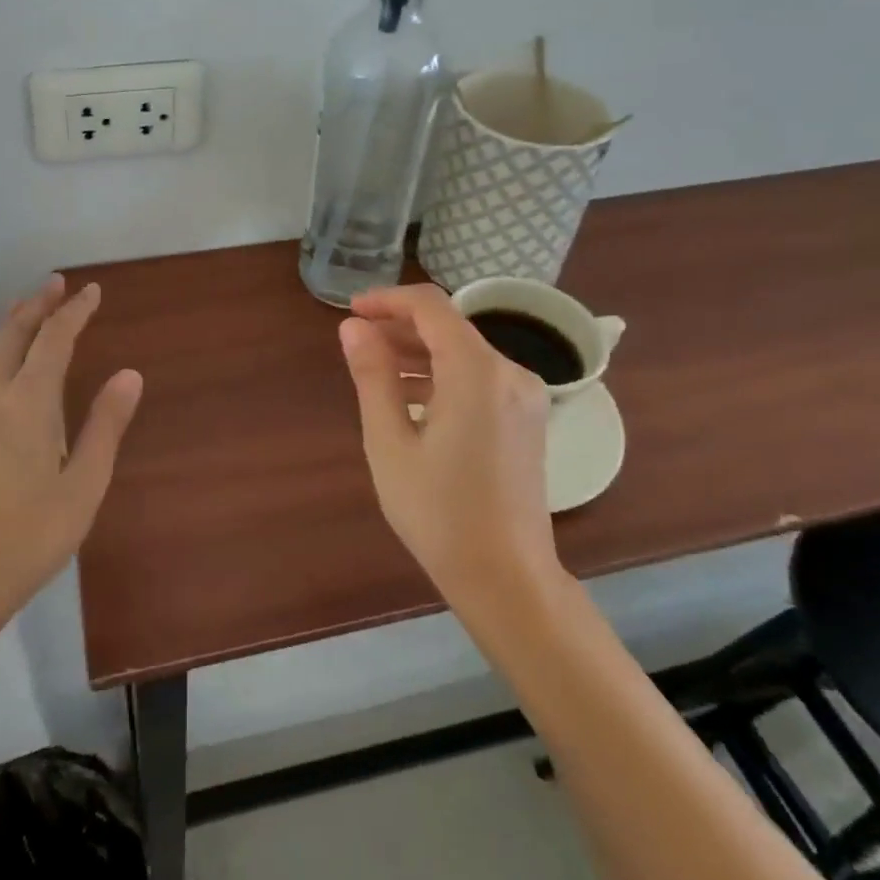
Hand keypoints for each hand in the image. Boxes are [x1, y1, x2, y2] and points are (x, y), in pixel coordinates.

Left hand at [0, 275, 142, 626]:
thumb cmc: (35, 533)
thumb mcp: (85, 482)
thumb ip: (105, 424)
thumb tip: (129, 374)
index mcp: (32, 403)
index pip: (55, 340)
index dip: (74, 312)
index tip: (92, 292)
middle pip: (15, 337)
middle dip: (37, 306)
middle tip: (56, 284)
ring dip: (7, 327)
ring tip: (22, 307)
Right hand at [338, 284, 561, 604]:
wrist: (507, 578)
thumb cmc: (439, 512)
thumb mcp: (389, 442)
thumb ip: (372, 376)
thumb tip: (353, 328)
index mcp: (476, 371)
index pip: (430, 307)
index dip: (387, 300)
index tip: (351, 312)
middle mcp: (509, 372)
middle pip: (450, 327)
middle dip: (400, 327)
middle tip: (357, 343)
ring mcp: (525, 396)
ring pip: (465, 352)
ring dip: (420, 353)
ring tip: (377, 371)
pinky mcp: (527, 418)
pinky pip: (479, 378)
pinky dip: (444, 376)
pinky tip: (412, 399)